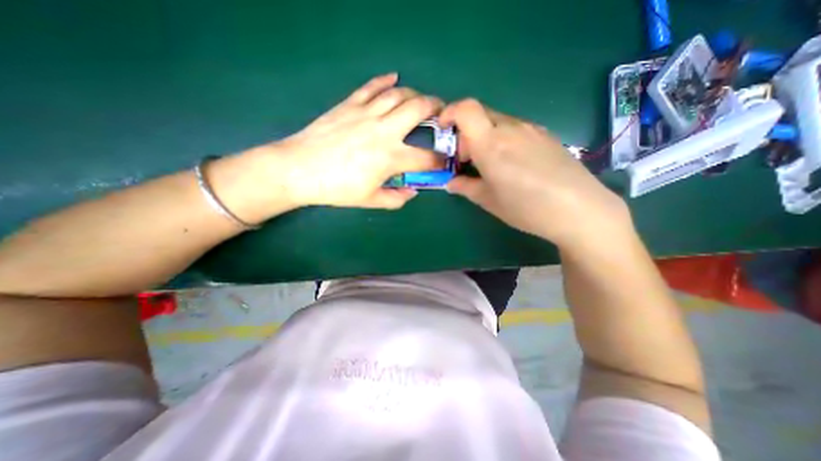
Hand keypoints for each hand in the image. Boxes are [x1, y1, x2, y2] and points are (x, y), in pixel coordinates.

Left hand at [256, 72, 441, 208]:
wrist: (299, 169)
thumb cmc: (336, 188)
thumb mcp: (370, 200)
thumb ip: (396, 199)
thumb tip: (412, 192)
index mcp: (391, 158)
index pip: (426, 158)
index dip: (439, 160)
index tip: (443, 161)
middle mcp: (385, 130)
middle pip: (419, 109)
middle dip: (437, 108)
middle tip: (441, 112)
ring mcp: (367, 113)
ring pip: (399, 94)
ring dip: (415, 95)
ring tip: (420, 101)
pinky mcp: (350, 104)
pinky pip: (371, 86)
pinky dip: (385, 80)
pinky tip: (393, 78)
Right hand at [443, 98, 628, 248]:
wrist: (579, 208)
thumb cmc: (526, 207)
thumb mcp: (489, 201)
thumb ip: (465, 187)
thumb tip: (451, 183)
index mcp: (490, 144)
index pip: (465, 109)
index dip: (449, 113)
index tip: (443, 130)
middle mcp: (510, 128)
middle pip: (479, 115)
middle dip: (465, 132)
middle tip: (467, 158)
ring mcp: (530, 129)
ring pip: (497, 122)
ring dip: (485, 136)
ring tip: (490, 164)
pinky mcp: (545, 135)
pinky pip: (515, 129)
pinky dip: (503, 139)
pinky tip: (512, 163)